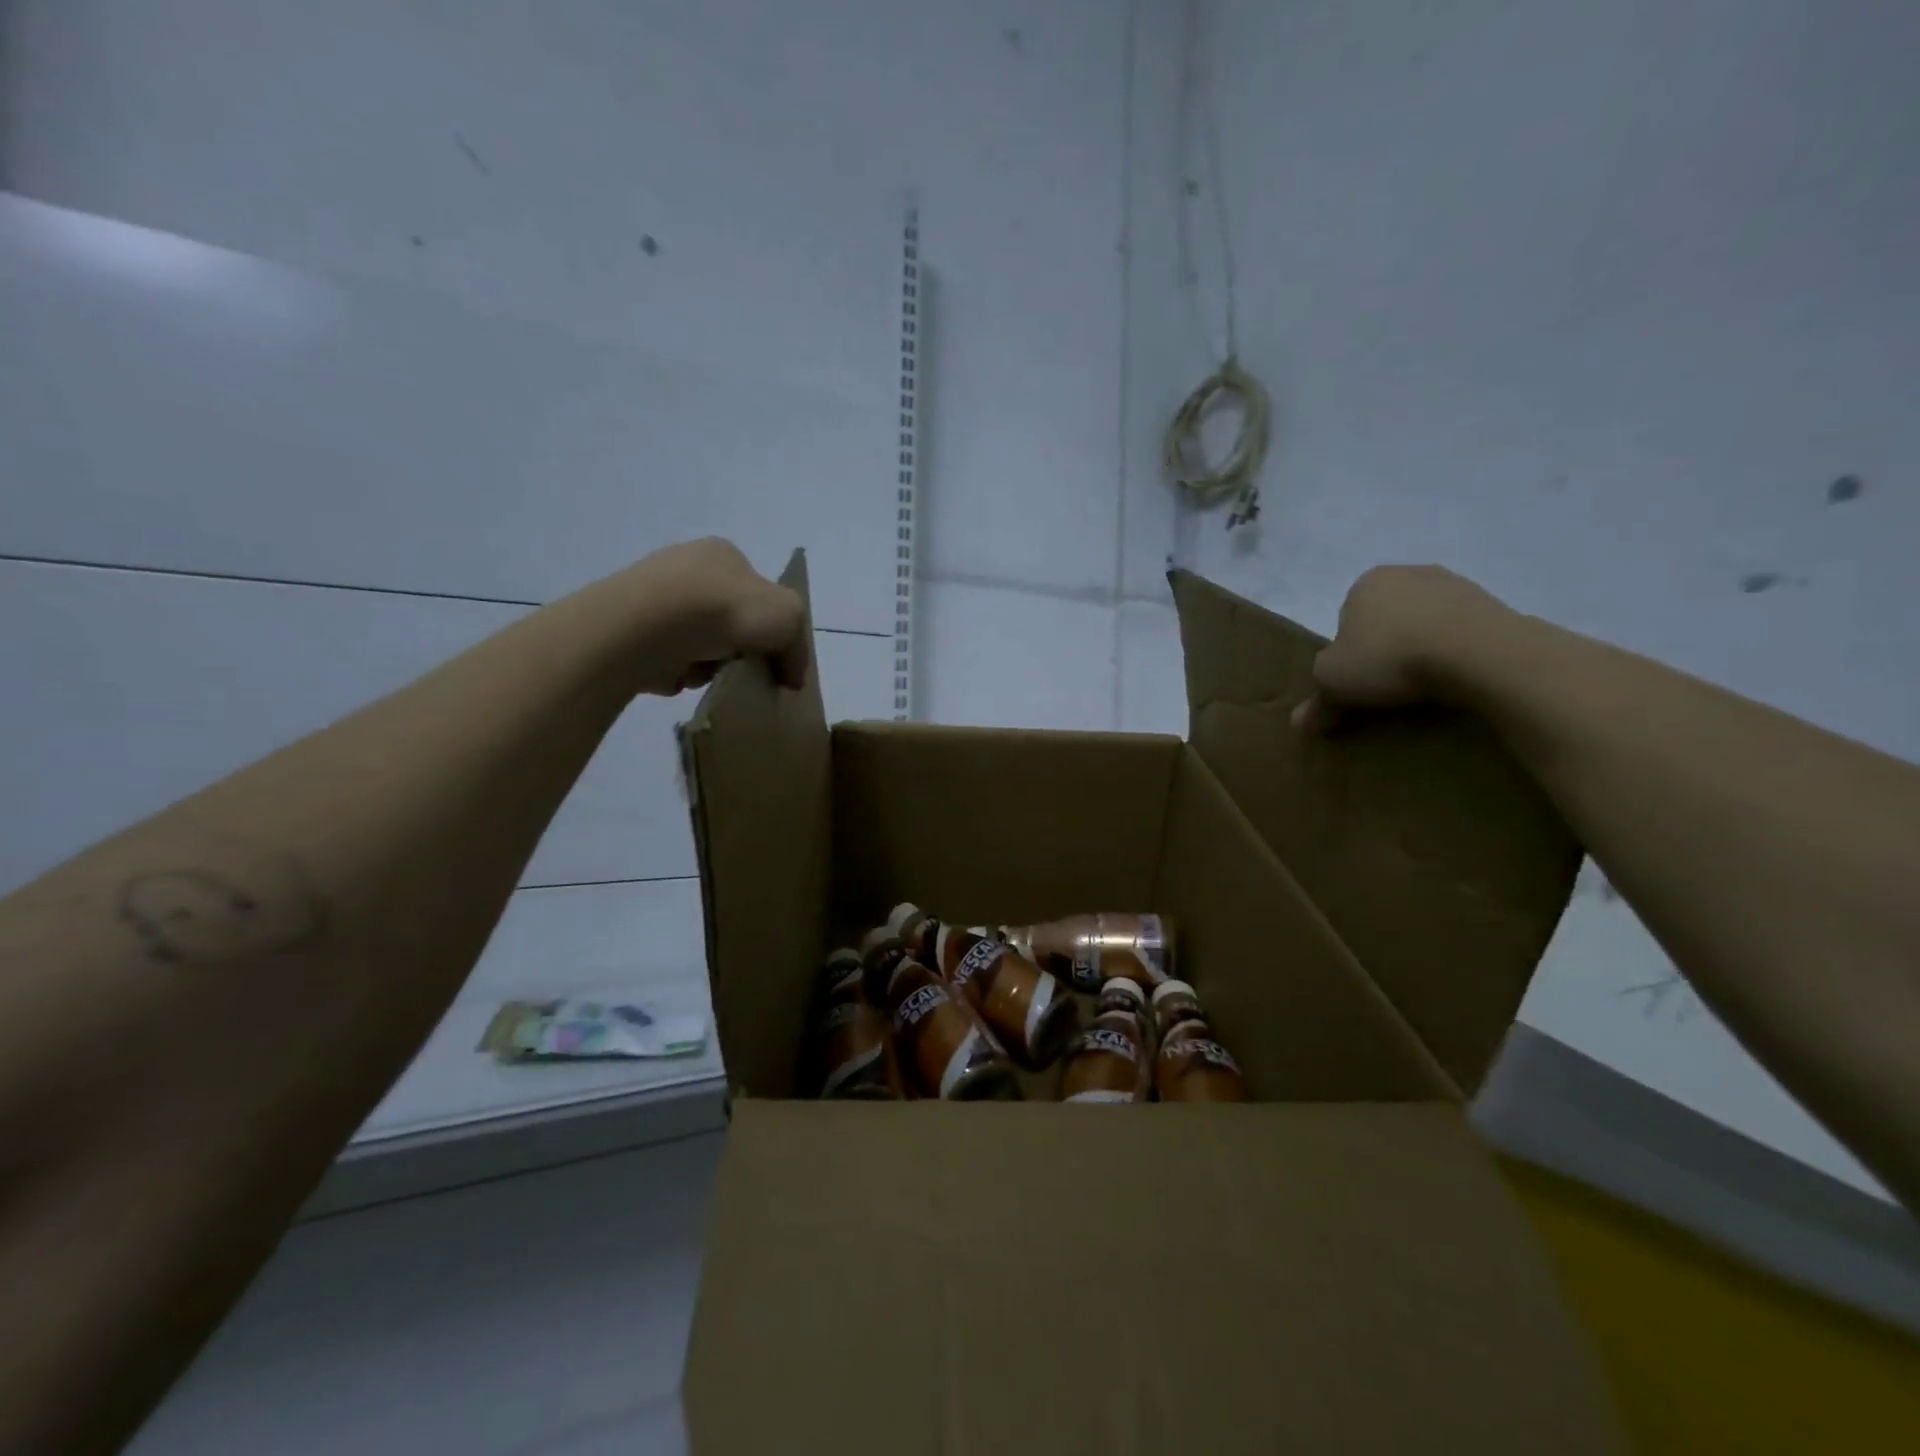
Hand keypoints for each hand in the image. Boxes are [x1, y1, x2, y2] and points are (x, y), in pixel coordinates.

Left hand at [618, 538, 809, 695]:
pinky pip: (669, 657)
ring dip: (710, 662)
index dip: (770, 625)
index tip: (773, 655)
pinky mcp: (631, 629)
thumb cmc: (725, 608)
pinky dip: (681, 672)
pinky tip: (683, 676)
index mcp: (723, 554)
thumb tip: (792, 678)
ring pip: (699, 640)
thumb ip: (798, 646)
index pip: (757, 591)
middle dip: (738, 646)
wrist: (651, 625)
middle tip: (746, 669)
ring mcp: (653, 596)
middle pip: (727, 618)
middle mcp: (686, 567)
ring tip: (712, 675)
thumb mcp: (789, 617)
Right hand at [1291, 566, 1513, 732]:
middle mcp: (1408, 572)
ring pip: (1425, 624)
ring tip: (1422, 686)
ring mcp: (1456, 584)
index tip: (1357, 679)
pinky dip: (1456, 653)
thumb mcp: (1334, 683)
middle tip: (1387, 685)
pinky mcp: (1494, 603)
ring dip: (1422, 650)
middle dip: (1386, 648)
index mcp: (1366, 582)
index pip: (1346, 619)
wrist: (1478, 652)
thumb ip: (1317, 701)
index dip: (1348, 652)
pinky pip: (1462, 633)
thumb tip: (1299, 723)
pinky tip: (1454, 678)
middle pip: (1387, 619)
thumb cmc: (1389, 657)